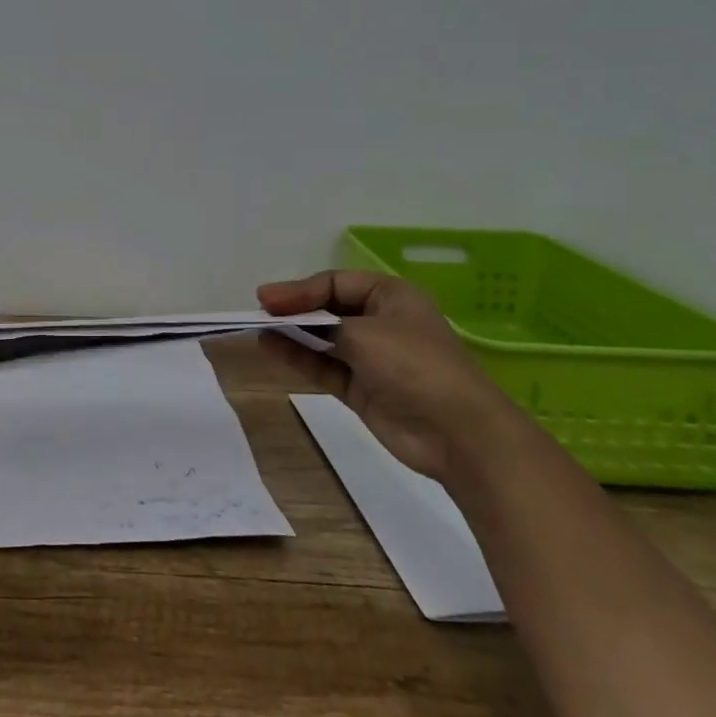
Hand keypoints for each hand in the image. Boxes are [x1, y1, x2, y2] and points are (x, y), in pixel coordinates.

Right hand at [258, 270, 525, 483]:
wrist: (457, 433)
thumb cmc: (414, 366)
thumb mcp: (364, 332)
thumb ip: (317, 321)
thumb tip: (276, 312)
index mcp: (391, 296)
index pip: (335, 283)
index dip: (299, 289)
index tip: (266, 300)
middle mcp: (380, 322)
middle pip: (327, 309)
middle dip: (294, 310)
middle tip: (259, 312)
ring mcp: (370, 357)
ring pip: (322, 338)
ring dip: (292, 334)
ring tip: (258, 330)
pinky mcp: (361, 388)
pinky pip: (323, 366)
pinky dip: (298, 357)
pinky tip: (271, 348)